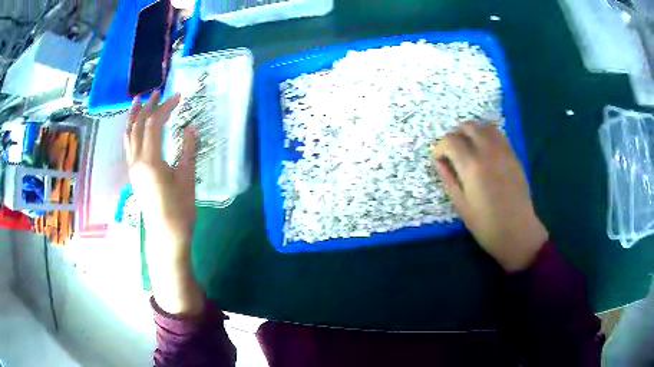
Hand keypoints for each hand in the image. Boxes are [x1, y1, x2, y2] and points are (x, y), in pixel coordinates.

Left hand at [125, 91, 202, 314]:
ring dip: (134, 116)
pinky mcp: (134, 174)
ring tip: (139, 100)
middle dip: (149, 106)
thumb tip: (192, 128)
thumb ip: (188, 150)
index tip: (179, 97)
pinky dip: (131, 131)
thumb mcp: (187, 178)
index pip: (155, 124)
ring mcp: (133, 168)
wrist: (166, 236)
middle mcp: (137, 161)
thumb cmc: (179, 210)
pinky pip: (128, 146)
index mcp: (150, 160)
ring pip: (129, 135)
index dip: (166, 107)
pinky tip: (135, 126)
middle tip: (159, 92)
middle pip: (139, 125)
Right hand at [432, 123, 547, 271]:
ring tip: (468, 147)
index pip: (450, 141)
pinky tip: (484, 151)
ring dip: (472, 131)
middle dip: (455, 135)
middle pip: (468, 127)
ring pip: (485, 126)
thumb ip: (449, 180)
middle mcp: (488, 152)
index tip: (439, 160)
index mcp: (472, 167)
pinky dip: (487, 135)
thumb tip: (439, 162)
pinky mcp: (514, 155)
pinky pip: (498, 134)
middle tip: (452, 152)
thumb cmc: (487, 225)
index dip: (440, 147)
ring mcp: (504, 151)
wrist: (518, 232)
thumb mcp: (461, 206)